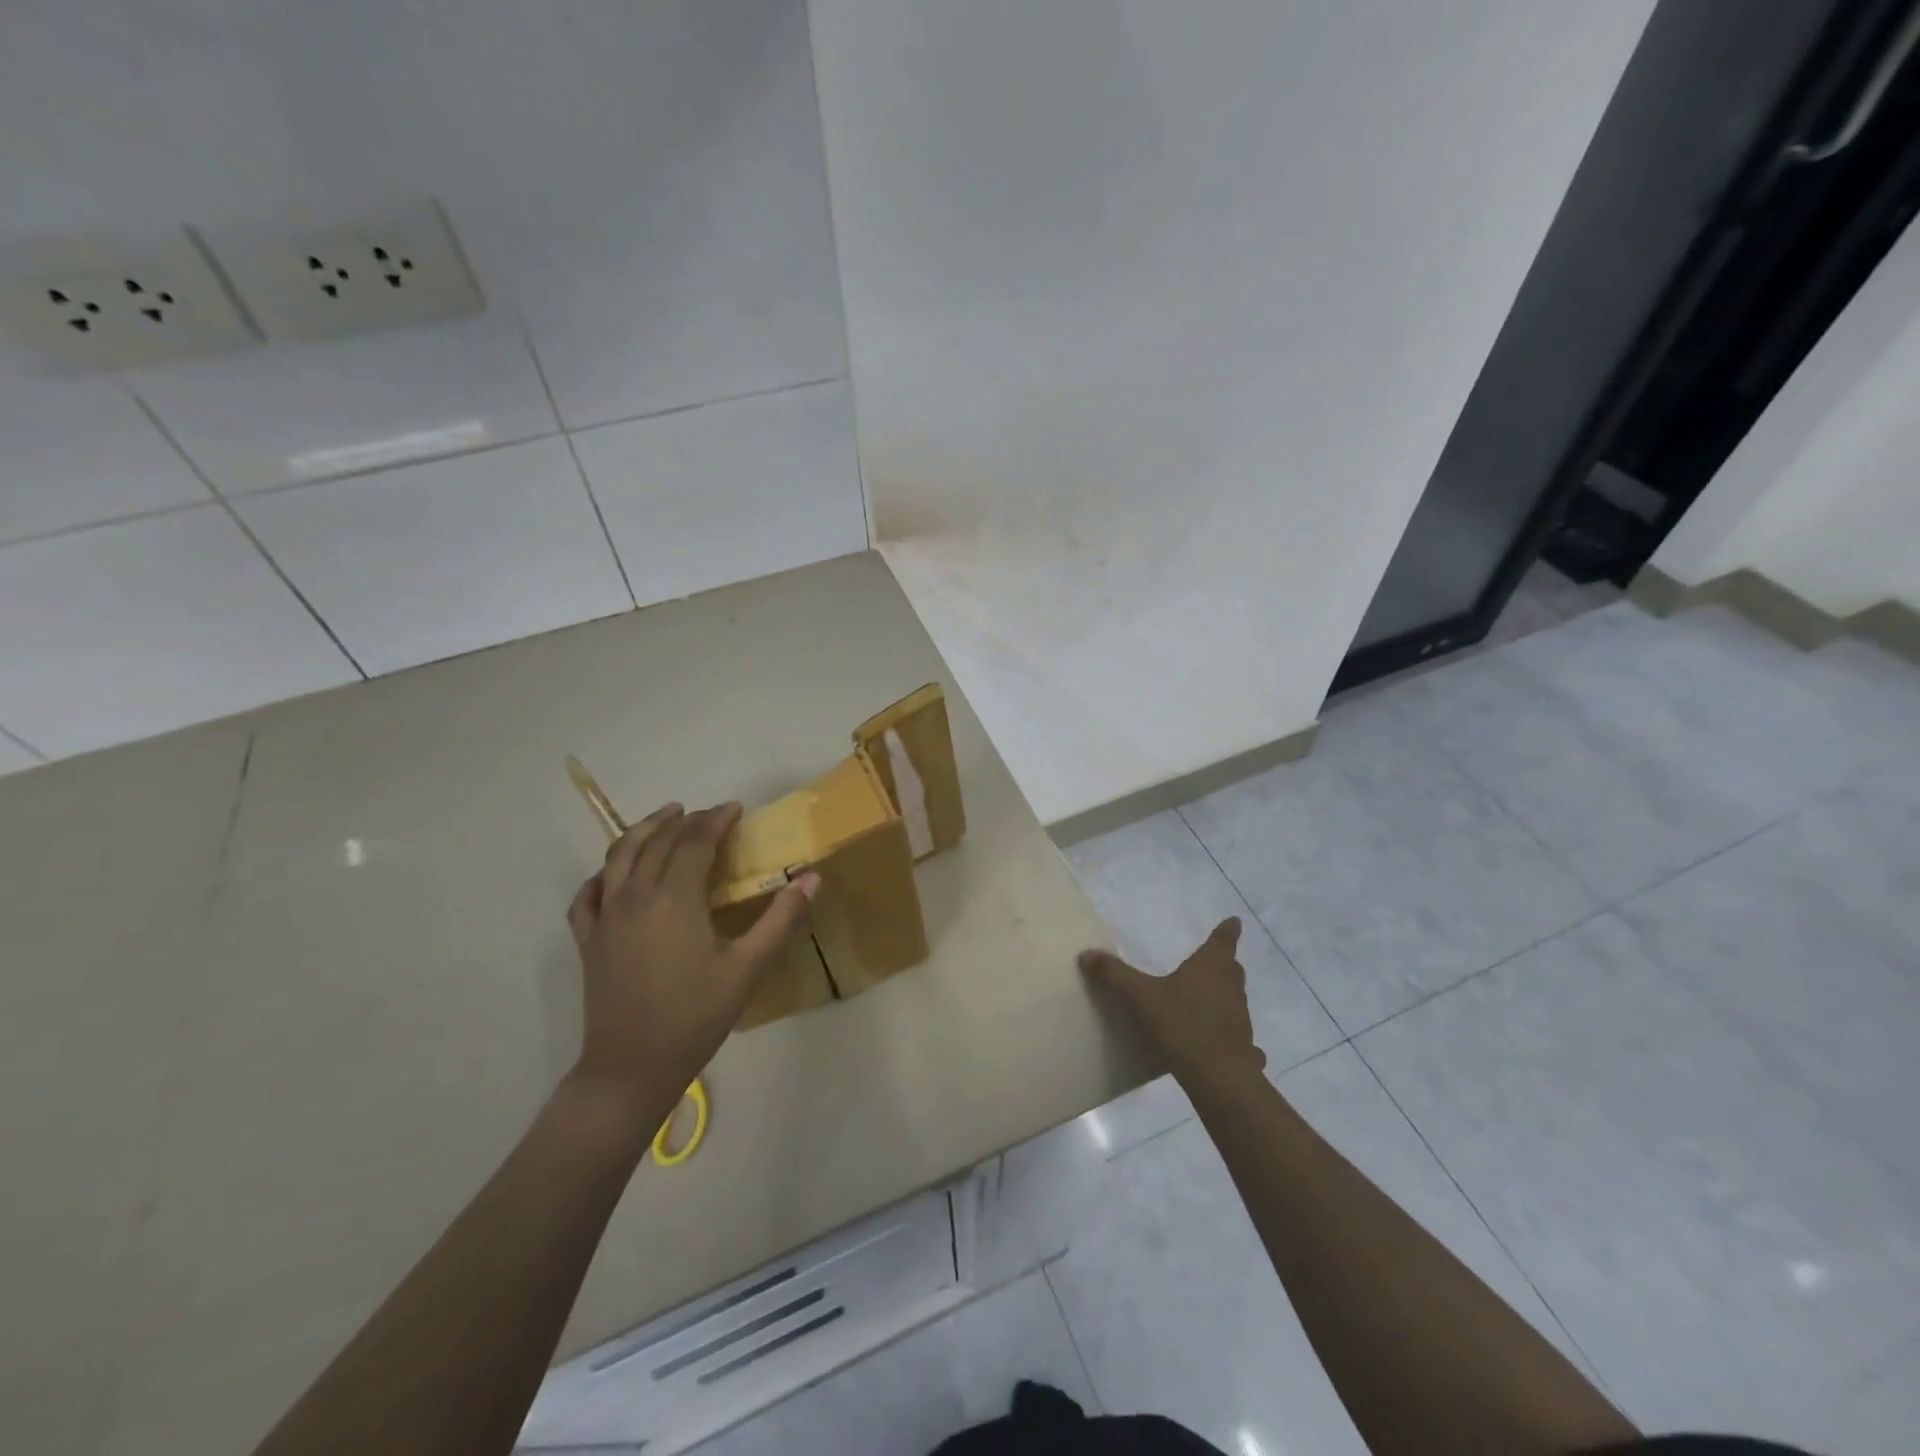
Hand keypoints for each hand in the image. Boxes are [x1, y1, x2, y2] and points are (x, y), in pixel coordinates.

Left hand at [564, 802, 818, 1114]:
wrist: (631, 1068)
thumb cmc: (694, 1017)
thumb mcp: (747, 968)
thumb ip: (781, 919)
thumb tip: (812, 879)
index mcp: (674, 898)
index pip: (695, 842)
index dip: (716, 820)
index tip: (735, 808)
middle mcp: (634, 895)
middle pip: (658, 842)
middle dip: (685, 821)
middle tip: (710, 814)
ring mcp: (606, 917)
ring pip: (619, 857)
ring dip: (644, 831)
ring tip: (665, 818)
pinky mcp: (589, 940)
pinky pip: (589, 893)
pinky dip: (604, 874)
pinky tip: (615, 874)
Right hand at [1078, 918, 1265, 1084]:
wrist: (1218, 1077)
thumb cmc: (1182, 1025)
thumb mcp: (1141, 997)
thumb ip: (1115, 975)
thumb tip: (1086, 954)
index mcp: (1210, 967)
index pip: (1223, 941)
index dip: (1228, 930)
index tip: (1235, 921)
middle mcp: (1230, 987)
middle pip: (1231, 968)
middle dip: (1223, 962)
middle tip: (1213, 960)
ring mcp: (1240, 1018)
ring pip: (1234, 998)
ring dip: (1224, 995)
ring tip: (1205, 998)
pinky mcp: (1242, 1047)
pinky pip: (1237, 1034)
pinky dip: (1229, 1033)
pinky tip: (1218, 1043)